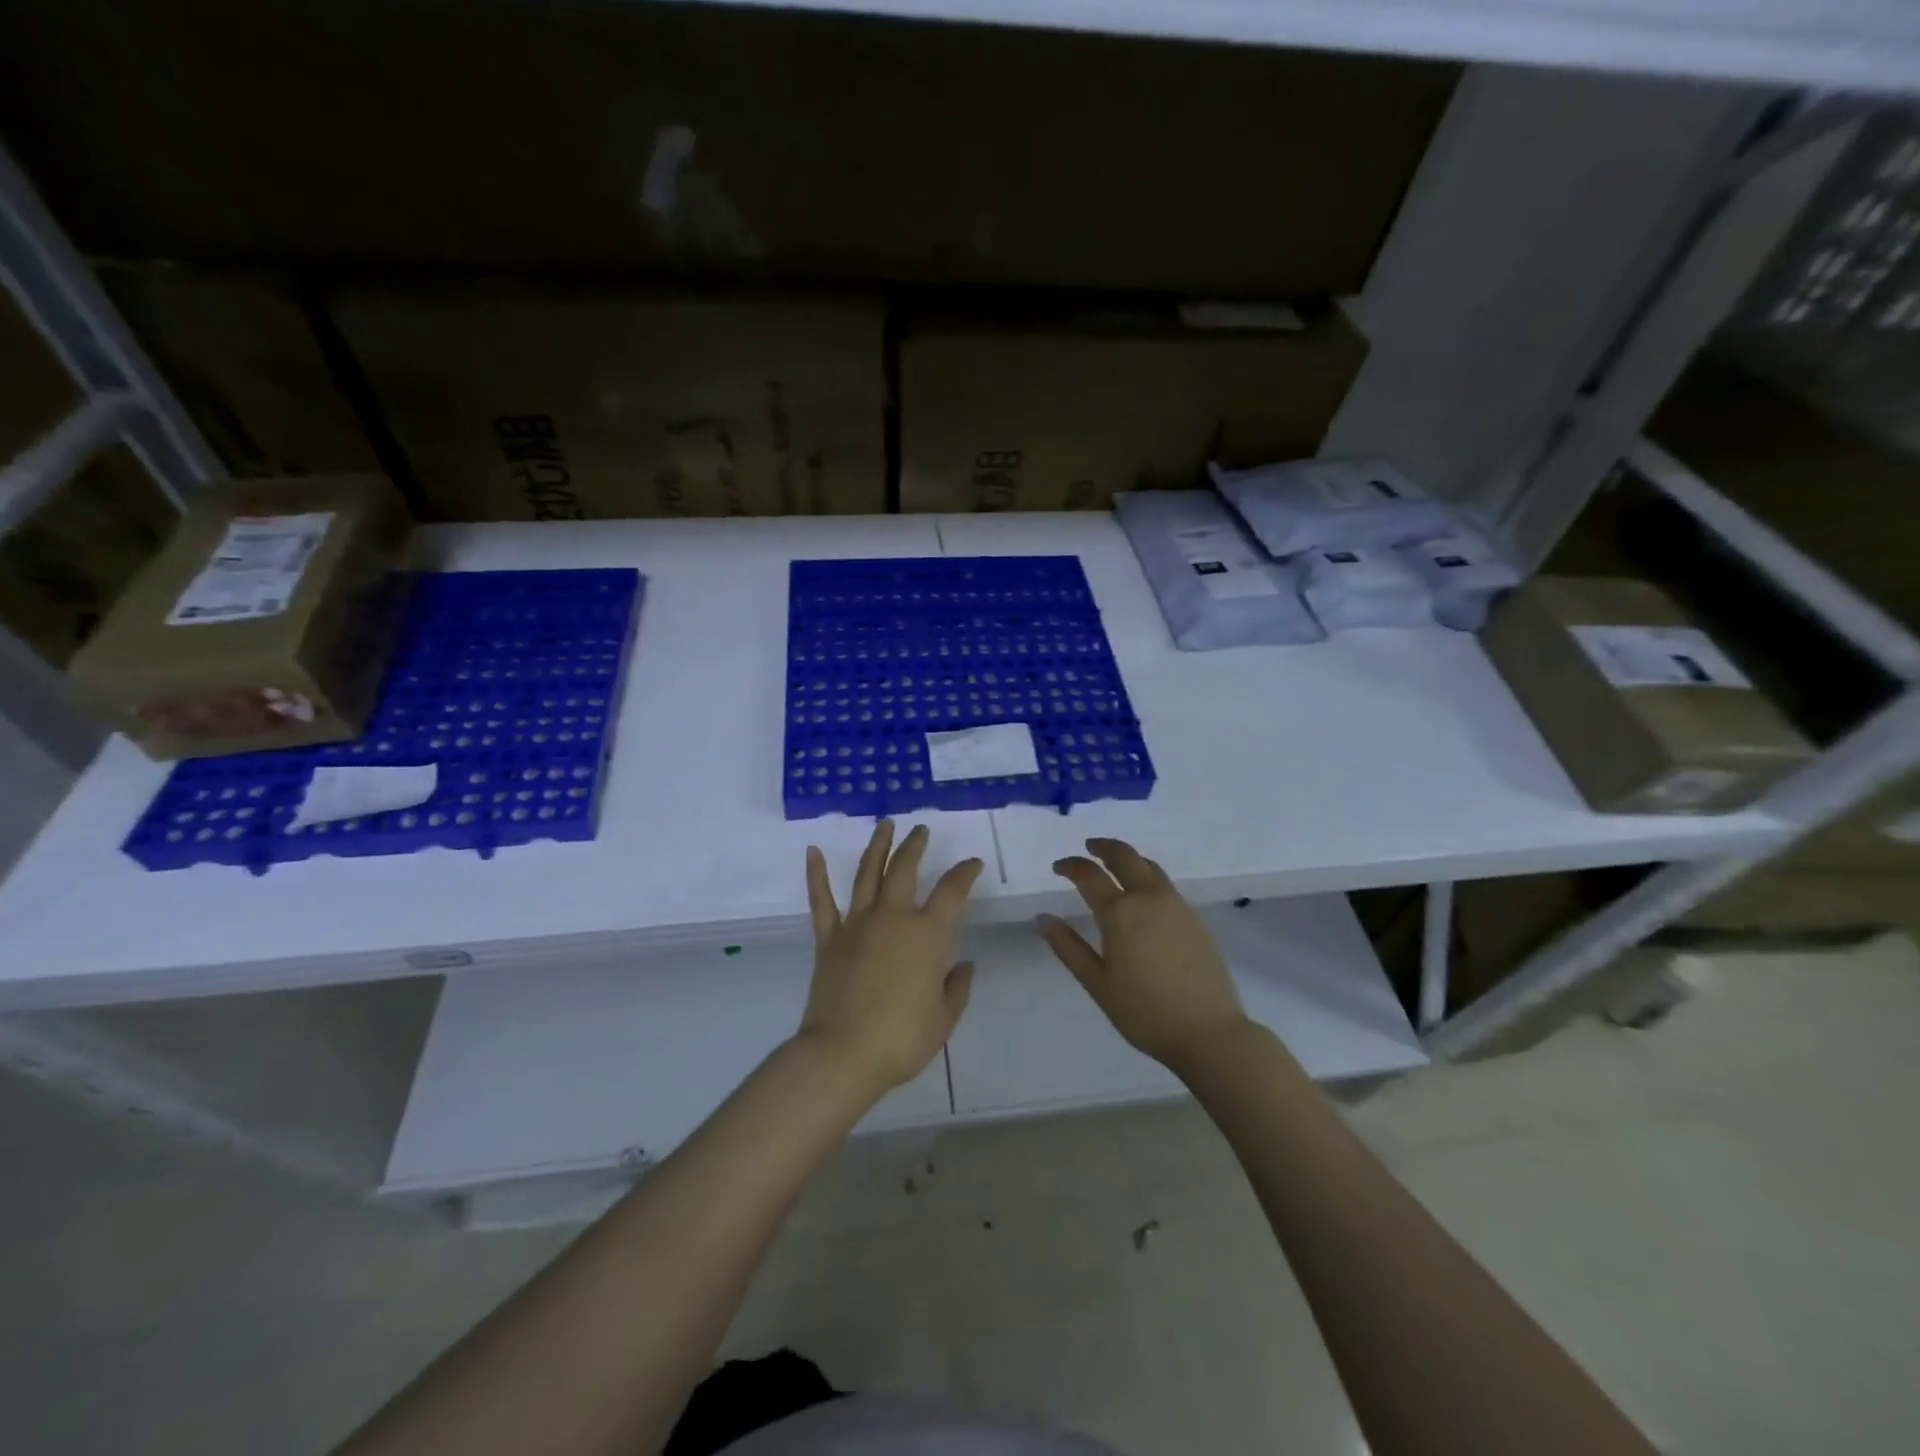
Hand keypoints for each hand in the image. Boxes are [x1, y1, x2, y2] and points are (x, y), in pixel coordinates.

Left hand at [800, 821, 983, 1099]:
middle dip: (915, 846)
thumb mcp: (944, 1018)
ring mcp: (857, 924)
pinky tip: (812, 850)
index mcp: (926, 935)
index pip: (952, 892)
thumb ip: (957, 987)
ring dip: (877, 846)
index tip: (972, 863)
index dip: (965, 873)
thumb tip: (963, 964)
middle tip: (921, 830)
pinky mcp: (828, 938)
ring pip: (868, 873)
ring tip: (885, 824)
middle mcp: (892, 918)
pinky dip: (816, 874)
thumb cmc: (900, 1039)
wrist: (842, 1055)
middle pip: (905, 869)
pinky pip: (821, 900)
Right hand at [1038, 838, 1249, 1073]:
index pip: (1089, 875)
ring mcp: (1176, 905)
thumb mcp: (1098, 983)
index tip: (1058, 867)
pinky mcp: (1194, 918)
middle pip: (1124, 856)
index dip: (1071, 865)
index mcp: (1120, 913)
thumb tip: (1043, 918)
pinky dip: (1147, 875)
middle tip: (1088, 848)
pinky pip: (1165, 884)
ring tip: (1114, 864)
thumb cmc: (1144, 1011)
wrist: (1209, 1031)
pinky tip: (1142, 894)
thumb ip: (1068, 947)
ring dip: (1128, 858)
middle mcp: (1148, 899)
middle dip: (1103, 847)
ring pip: (1149, 866)